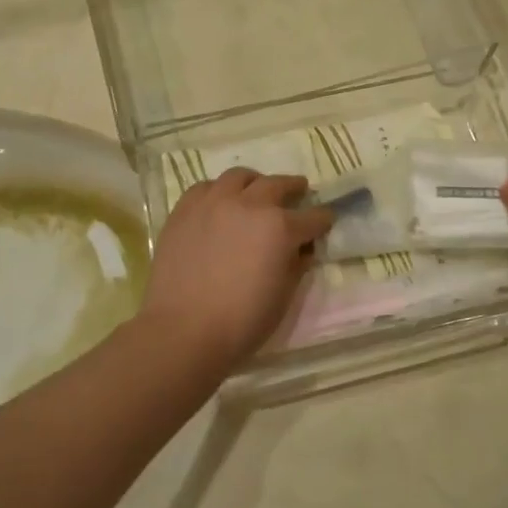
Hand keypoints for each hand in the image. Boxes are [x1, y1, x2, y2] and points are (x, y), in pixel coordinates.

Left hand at [139, 168, 333, 364]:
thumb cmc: (242, 321)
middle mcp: (250, 205)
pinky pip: (206, 188)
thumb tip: (301, 250)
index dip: (322, 220)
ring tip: (255, 192)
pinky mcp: (185, 210)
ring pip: (240, 176)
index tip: (325, 222)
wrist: (183, 331)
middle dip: (293, 188)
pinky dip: (218, 192)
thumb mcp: (284, 297)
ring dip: (255, 183)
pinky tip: (219, 205)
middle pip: (278, 184)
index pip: (313, 217)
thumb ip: (296, 265)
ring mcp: (214, 202)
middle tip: (298, 192)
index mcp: (281, 227)